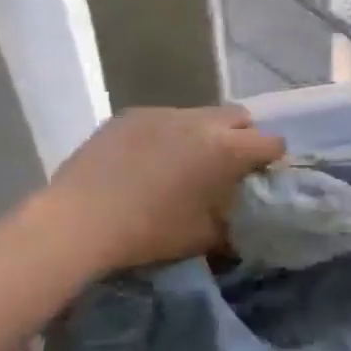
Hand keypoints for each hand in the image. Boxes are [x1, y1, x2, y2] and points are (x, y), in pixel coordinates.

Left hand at [26, 106, 285, 277]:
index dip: (272, 160)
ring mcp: (163, 113)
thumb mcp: (204, 237)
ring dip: (204, 134)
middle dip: (242, 137)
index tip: (261, 177)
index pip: (271, 142)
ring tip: (184, 163)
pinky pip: (164, 119)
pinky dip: (167, 135)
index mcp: (226, 148)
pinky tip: (147, 161)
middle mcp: (201, 121)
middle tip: (227, 166)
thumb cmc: (150, 232)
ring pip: (200, 115)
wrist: (78, 222)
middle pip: (240, 117)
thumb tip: (245, 222)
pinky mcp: (131, 115)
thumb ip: (234, 224)